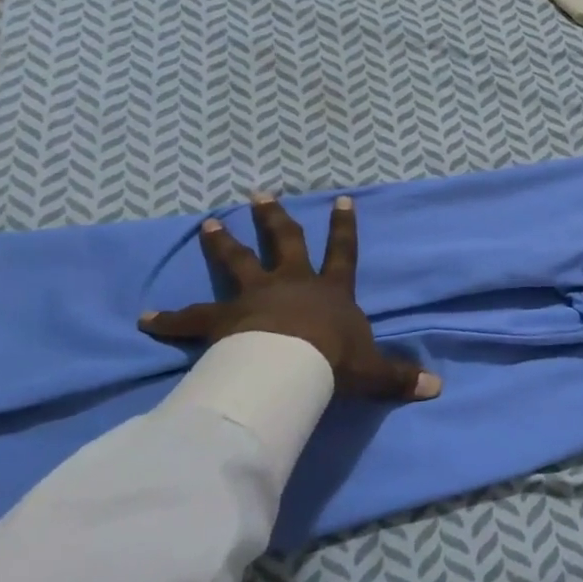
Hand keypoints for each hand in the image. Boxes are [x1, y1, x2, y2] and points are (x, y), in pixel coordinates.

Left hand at [139, 194, 441, 401]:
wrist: (291, 366)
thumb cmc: (333, 361)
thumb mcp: (372, 370)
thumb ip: (400, 377)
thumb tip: (437, 387)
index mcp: (330, 290)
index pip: (342, 252)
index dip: (344, 227)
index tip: (341, 199)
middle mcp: (292, 283)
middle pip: (283, 242)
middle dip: (273, 218)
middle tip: (258, 194)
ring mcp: (254, 297)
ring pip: (236, 263)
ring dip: (223, 243)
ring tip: (208, 223)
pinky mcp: (222, 320)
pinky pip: (191, 318)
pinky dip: (168, 319)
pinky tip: (145, 318)